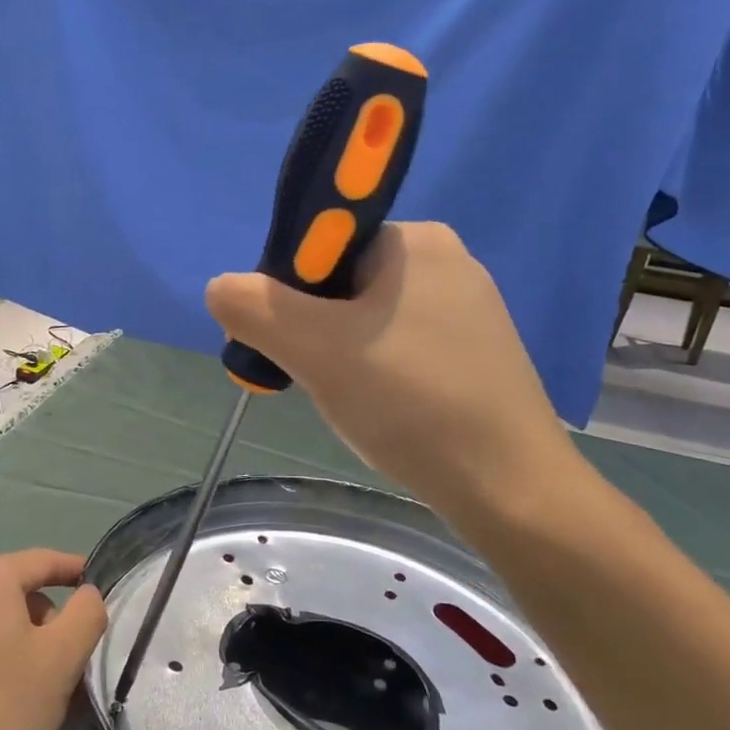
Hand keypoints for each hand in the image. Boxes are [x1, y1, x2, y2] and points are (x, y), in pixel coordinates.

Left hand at [0, 550, 106, 729]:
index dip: (80, 574)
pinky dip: (8, 684)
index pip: (46, 561)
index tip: (107, 594)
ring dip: (37, 673)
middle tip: (77, 687)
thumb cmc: (0, 710)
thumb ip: (87, 613)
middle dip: (57, 644)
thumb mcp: (62, 658)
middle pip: (27, 604)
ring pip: (7, 639)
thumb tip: (87, 596)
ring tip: (53, 725)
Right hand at [205, 222, 579, 526]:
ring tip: (351, 400)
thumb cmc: (411, 402)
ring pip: (366, 320)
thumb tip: (219, 287)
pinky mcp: (474, 355)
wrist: (509, 488)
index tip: (286, 340)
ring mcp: (466, 310)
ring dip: (339, 355)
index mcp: (415, 240)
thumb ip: (256, 309)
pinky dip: (374, 372)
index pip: (322, 243)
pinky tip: (382, 409)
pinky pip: (398, 347)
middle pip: (340, 283)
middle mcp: (446, 262)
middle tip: (315, 377)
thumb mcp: (316, 349)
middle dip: (313, 329)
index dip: (288, 289)